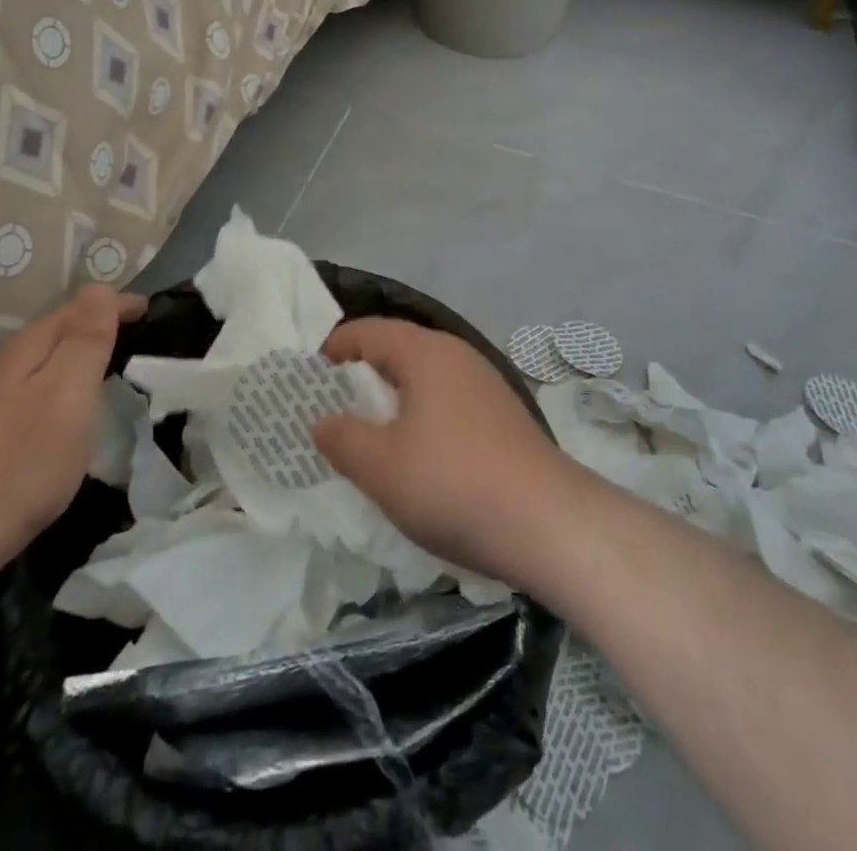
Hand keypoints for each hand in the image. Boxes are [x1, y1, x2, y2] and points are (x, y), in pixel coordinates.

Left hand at [0, 285, 145, 580]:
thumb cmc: (23, 459)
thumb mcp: (68, 391)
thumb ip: (86, 338)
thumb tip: (99, 288)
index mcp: (29, 347)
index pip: (81, 307)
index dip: (118, 304)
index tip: (152, 309)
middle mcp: (6, 363)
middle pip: (60, 329)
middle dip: (99, 325)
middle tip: (139, 334)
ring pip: (46, 360)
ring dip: (80, 355)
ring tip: (113, 366)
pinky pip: (37, 389)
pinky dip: (63, 385)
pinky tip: (71, 410)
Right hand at [312, 317, 583, 588]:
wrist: (549, 524)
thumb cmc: (453, 483)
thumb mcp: (381, 466)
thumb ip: (342, 438)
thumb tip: (323, 421)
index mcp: (426, 353)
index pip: (368, 331)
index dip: (333, 349)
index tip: (306, 380)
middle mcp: (457, 357)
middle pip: (397, 352)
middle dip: (360, 379)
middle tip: (330, 413)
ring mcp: (485, 386)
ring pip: (424, 381)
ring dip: (392, 403)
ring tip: (368, 440)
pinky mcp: (502, 418)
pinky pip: (447, 404)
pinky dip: (421, 420)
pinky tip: (416, 460)